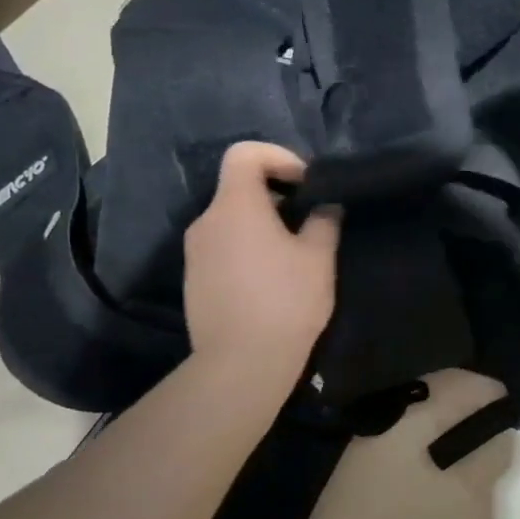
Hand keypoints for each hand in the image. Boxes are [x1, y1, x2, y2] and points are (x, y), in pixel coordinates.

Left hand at [183, 143, 339, 380]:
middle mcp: (207, 221)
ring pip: (231, 220)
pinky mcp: (194, 280)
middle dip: (276, 195)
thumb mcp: (319, 257)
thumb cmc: (285, 301)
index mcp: (236, 205)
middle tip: (309, 221)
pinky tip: (270, 281)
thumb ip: (324, 220)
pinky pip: (222, 247)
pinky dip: (247, 248)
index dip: (278, 156)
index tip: (306, 183)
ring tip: (293, 254)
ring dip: (262, 224)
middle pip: (238, 187)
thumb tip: (325, 206)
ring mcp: (195, 252)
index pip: (244, 153)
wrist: (240, 365)